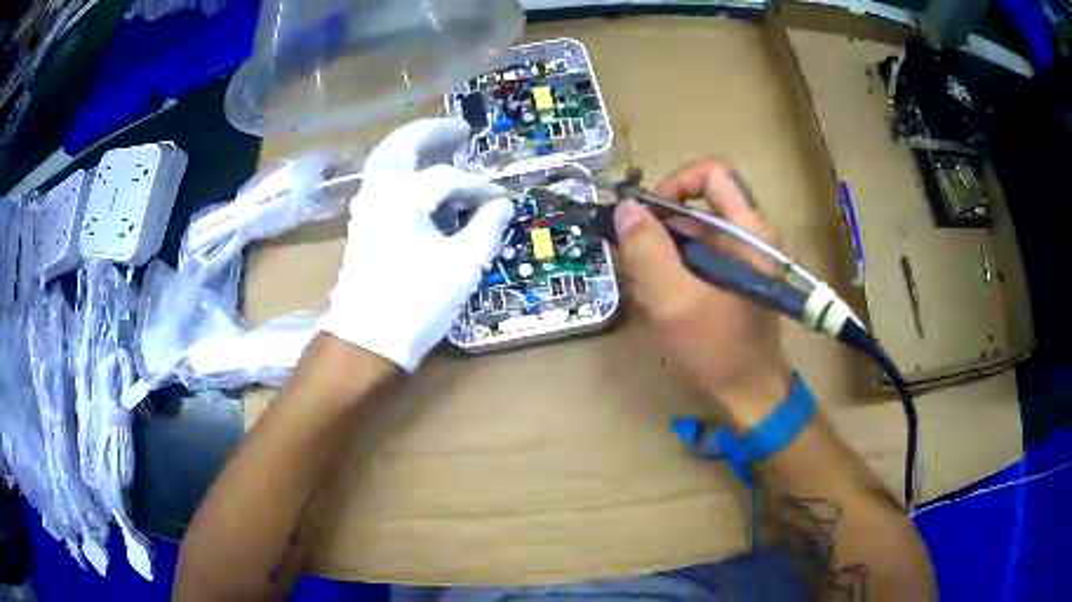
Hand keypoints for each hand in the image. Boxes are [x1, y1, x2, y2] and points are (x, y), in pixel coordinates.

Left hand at [320, 119, 514, 371]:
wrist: (366, 341)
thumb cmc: (415, 303)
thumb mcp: (462, 266)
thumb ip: (485, 229)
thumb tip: (502, 205)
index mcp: (403, 199)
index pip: (447, 178)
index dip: (478, 186)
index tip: (499, 198)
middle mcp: (379, 194)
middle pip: (401, 146)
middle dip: (431, 132)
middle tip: (460, 129)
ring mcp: (365, 209)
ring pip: (384, 161)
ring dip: (411, 146)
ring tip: (438, 144)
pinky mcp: (362, 226)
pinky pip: (379, 180)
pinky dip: (399, 168)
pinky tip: (416, 178)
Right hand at [614, 158, 792, 429]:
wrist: (751, 393)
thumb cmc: (718, 350)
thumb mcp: (675, 302)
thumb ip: (648, 252)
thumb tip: (626, 209)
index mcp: (749, 231)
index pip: (713, 172)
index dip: (676, 183)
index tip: (649, 217)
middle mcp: (751, 234)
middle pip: (699, 202)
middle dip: (661, 227)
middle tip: (636, 261)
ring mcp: (745, 256)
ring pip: (695, 231)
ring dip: (664, 252)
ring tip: (649, 289)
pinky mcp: (736, 274)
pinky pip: (700, 254)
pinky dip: (676, 267)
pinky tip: (663, 297)